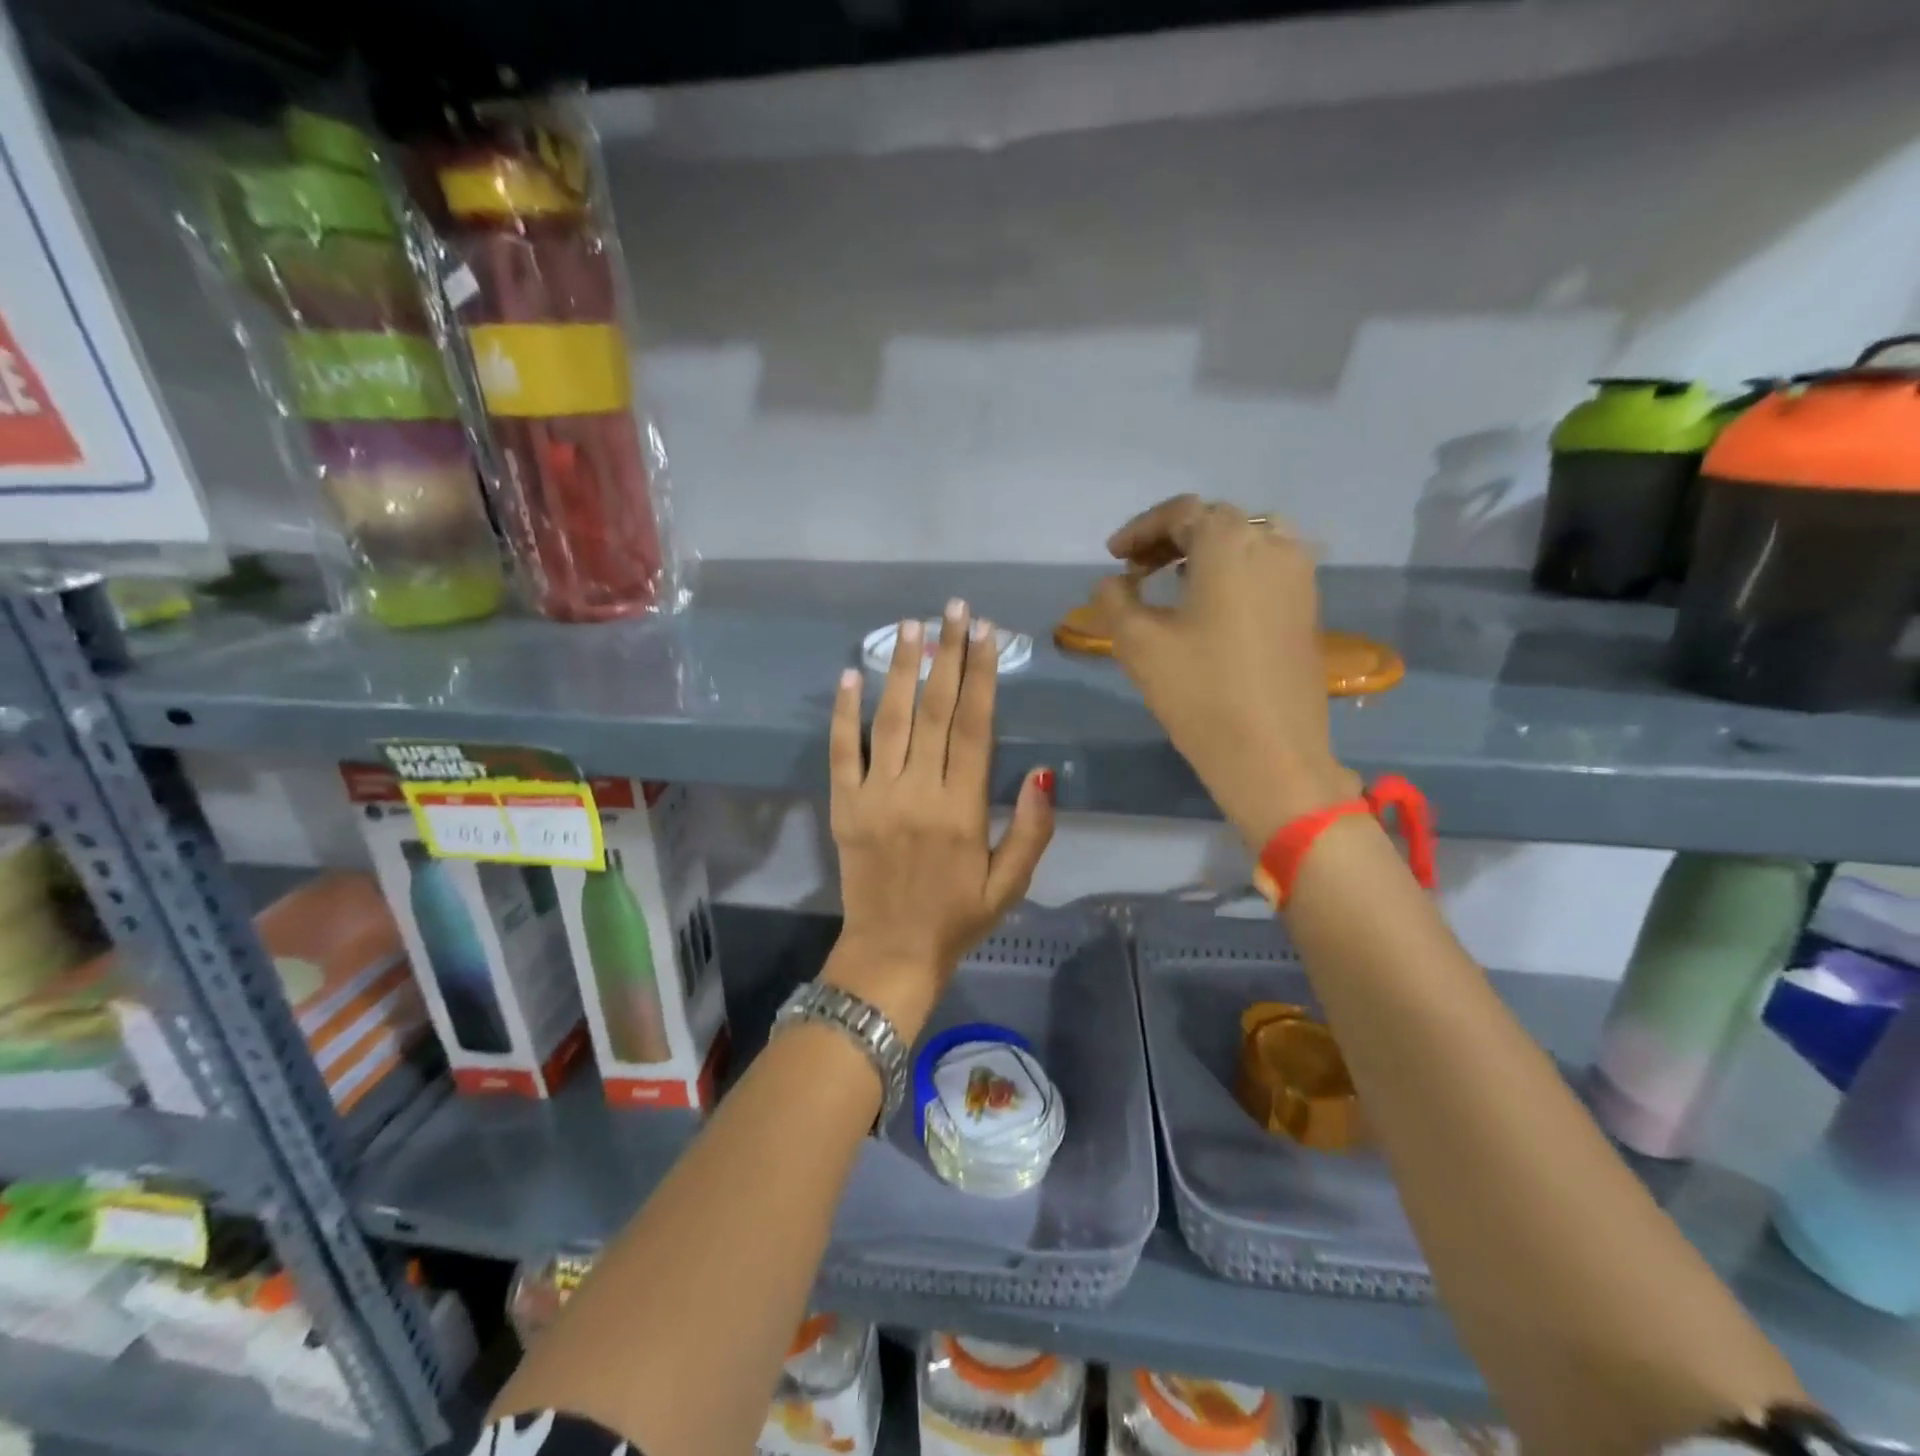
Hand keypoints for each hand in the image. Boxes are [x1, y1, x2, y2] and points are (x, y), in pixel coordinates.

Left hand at [826, 600, 1055, 1035]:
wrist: (892, 953)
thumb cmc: (958, 918)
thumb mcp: (1011, 883)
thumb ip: (1032, 828)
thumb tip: (1044, 771)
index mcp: (963, 809)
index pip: (973, 727)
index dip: (981, 676)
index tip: (985, 633)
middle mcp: (919, 793)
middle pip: (934, 711)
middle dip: (946, 655)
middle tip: (953, 609)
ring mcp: (876, 797)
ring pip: (889, 720)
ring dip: (899, 669)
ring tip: (910, 626)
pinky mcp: (844, 806)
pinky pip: (842, 752)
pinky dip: (843, 713)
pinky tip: (849, 675)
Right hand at [1095, 496, 1356, 848]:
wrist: (1273, 754)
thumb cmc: (1200, 692)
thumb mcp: (1139, 644)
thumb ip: (1116, 601)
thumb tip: (1111, 583)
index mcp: (1232, 543)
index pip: (1181, 513)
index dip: (1141, 530)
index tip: (1113, 556)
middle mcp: (1274, 545)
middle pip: (1217, 521)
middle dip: (1171, 538)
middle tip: (1137, 569)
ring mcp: (1299, 576)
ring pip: (1247, 541)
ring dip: (1205, 553)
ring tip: (1172, 583)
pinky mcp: (1308, 607)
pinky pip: (1266, 568)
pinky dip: (1233, 571)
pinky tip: (1208, 605)